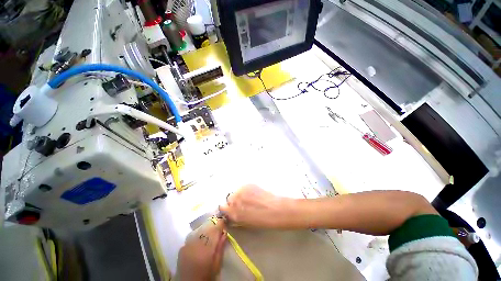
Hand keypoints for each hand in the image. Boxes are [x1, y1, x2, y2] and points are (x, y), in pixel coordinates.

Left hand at [177, 219, 226, 280]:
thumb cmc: (205, 276)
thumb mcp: (217, 265)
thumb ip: (220, 248)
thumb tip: (224, 233)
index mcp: (207, 248)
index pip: (215, 230)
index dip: (220, 223)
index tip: (224, 220)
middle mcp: (196, 243)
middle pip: (207, 228)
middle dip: (213, 226)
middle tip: (218, 228)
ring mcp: (187, 245)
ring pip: (199, 231)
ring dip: (205, 230)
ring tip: (209, 234)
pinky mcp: (182, 248)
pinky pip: (192, 236)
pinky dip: (198, 236)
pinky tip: (200, 241)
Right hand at [219, 184, 289, 227]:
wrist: (276, 209)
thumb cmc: (263, 221)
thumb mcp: (246, 223)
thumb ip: (236, 217)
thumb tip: (231, 214)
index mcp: (234, 213)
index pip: (222, 207)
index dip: (227, 208)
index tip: (231, 209)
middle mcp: (235, 201)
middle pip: (229, 198)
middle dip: (234, 201)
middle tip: (243, 204)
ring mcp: (241, 191)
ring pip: (236, 191)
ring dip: (240, 195)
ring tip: (249, 198)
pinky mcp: (247, 185)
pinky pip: (243, 187)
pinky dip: (246, 190)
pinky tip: (254, 193)